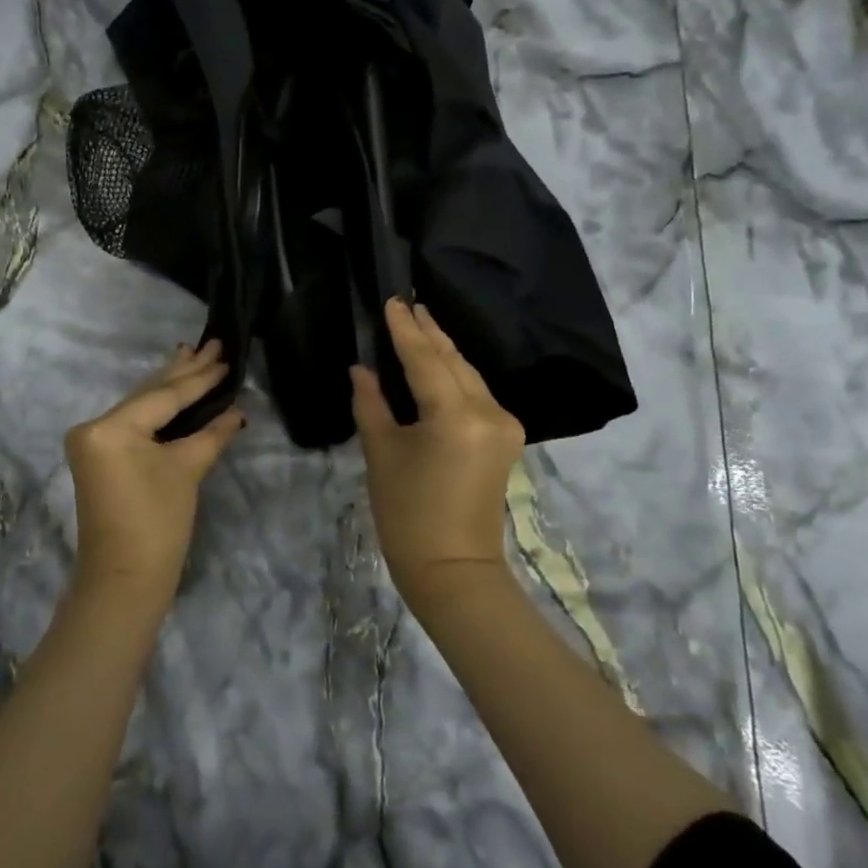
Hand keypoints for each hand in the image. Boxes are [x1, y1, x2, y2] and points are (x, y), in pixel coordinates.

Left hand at [64, 340, 246, 594]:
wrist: (125, 580)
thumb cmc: (157, 524)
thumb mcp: (187, 471)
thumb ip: (211, 434)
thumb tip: (236, 411)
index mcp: (111, 427)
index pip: (164, 396)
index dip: (199, 378)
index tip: (224, 355)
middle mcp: (94, 426)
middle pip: (148, 394)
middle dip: (183, 371)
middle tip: (212, 343)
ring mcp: (92, 442)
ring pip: (140, 406)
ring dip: (170, 385)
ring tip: (193, 355)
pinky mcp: (99, 456)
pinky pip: (133, 422)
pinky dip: (158, 409)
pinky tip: (174, 389)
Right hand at [351, 299, 524, 606]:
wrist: (452, 567)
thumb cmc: (406, 513)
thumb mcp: (381, 453)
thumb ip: (371, 404)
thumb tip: (362, 370)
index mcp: (455, 415)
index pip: (425, 359)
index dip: (405, 330)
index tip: (392, 300)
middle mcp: (489, 411)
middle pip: (454, 361)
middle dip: (429, 333)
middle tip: (406, 304)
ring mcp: (504, 424)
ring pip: (469, 375)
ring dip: (443, 352)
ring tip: (420, 324)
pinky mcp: (506, 438)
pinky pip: (477, 394)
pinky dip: (455, 376)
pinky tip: (438, 363)